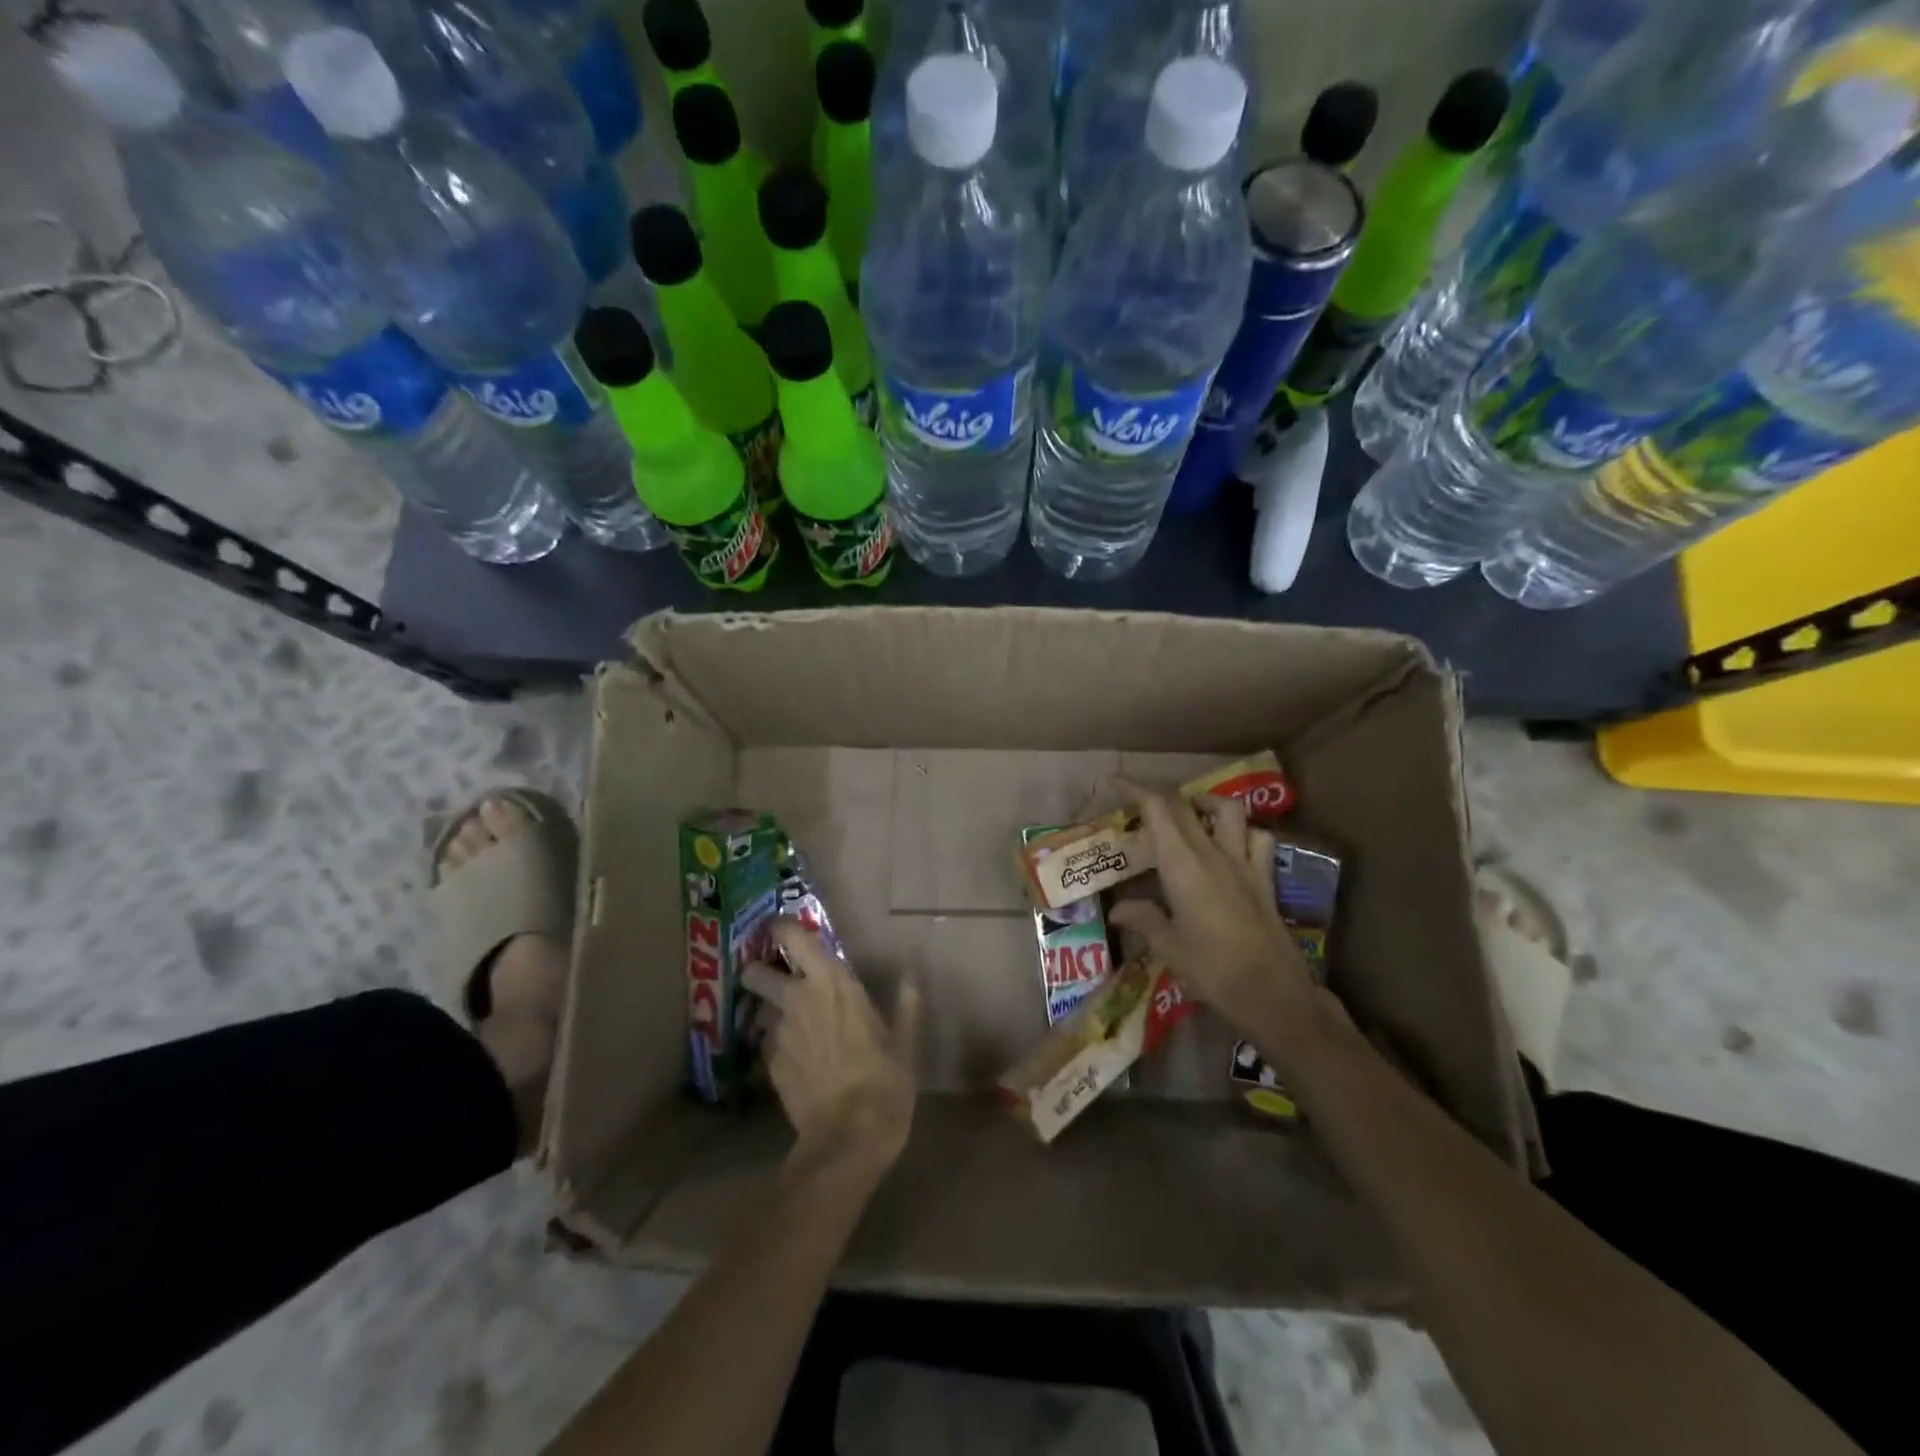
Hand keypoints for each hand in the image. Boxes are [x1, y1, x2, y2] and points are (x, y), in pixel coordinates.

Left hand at [743, 921, 921, 1174]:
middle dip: (762, 973)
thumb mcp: (905, 1043)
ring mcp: (778, 1033)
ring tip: (791, 1026)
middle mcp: (797, 999)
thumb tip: (913, 972)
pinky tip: (796, 1060)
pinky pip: (767, 1044)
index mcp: (832, 983)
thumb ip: (907, 1003)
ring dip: (770, 1012)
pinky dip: (776, 1045)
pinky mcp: (769, 1065)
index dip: (783, 928)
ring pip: (761, 1010)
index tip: (784, 929)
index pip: (794, 937)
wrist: (847, 1138)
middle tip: (780, 981)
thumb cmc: (884, 1082)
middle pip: (758, 973)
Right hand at [1109, 783, 1323, 1038]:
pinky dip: (1242, 832)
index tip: (1113, 783)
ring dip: (1204, 802)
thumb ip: (1142, 919)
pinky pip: (1257, 839)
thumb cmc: (1212, 969)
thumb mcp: (1168, 947)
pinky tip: (1230, 845)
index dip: (1134, 790)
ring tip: (1188, 814)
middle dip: (1158, 797)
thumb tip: (1118, 910)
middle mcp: (1212, 853)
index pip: (1157, 809)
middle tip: (1137, 806)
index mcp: (1182, 864)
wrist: (1273, 993)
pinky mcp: (1264, 879)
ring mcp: (1243, 863)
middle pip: (1184, 805)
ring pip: (1227, 811)